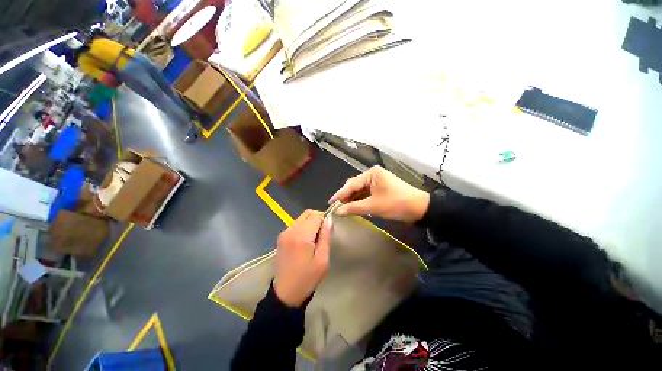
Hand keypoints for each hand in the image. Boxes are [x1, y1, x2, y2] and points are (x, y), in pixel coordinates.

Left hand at [274, 210, 332, 307]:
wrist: (286, 293)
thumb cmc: (308, 278)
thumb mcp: (322, 259)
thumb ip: (326, 236)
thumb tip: (329, 220)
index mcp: (302, 236)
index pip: (316, 215)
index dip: (324, 219)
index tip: (327, 230)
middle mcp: (291, 230)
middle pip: (307, 213)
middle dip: (317, 219)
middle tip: (322, 233)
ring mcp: (284, 233)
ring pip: (301, 218)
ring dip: (310, 223)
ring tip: (314, 239)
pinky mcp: (281, 238)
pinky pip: (295, 225)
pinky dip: (303, 228)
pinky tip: (305, 242)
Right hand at [328, 166, 429, 222]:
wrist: (420, 208)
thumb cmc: (396, 204)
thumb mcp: (373, 206)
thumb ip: (353, 208)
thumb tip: (338, 212)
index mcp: (371, 174)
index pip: (351, 184)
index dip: (340, 194)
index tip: (330, 203)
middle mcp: (373, 174)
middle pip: (355, 186)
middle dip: (346, 197)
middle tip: (336, 208)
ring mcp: (377, 181)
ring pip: (360, 191)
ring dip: (353, 200)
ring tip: (343, 209)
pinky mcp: (381, 188)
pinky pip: (367, 194)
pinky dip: (360, 201)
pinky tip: (354, 207)